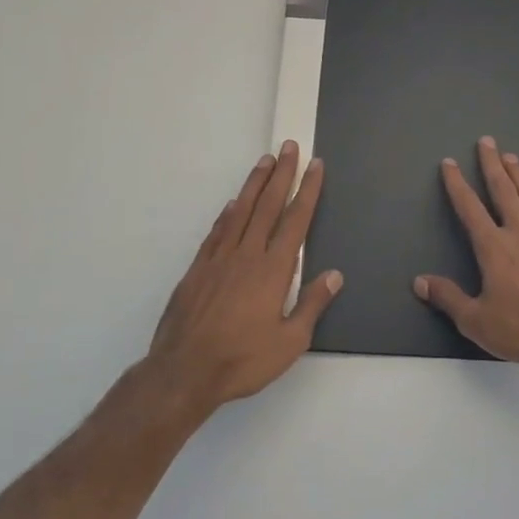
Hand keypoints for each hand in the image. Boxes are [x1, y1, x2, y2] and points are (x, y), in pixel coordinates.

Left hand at [144, 142, 340, 416]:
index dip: (307, 191)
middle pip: (268, 205)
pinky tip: (232, 204)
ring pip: (240, 211)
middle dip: (281, 174)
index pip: (296, 221)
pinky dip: (227, 213)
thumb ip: (312, 305)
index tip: (315, 165)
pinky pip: (217, 232)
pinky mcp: (197, 269)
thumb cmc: (242, 360)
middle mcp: (247, 255)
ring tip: (264, 161)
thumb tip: (334, 275)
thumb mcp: (290, 342)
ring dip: (254, 184)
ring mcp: (219, 259)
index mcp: (273, 270)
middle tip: (289, 147)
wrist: (184, 372)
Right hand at [414, 137, 518, 381]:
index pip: (471, 209)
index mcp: (495, 249)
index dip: (458, 185)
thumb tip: (419, 281)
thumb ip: (447, 297)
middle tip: (487, 142)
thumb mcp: (474, 321)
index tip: (450, 163)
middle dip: (493, 166)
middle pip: (505, 193)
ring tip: (513, 158)